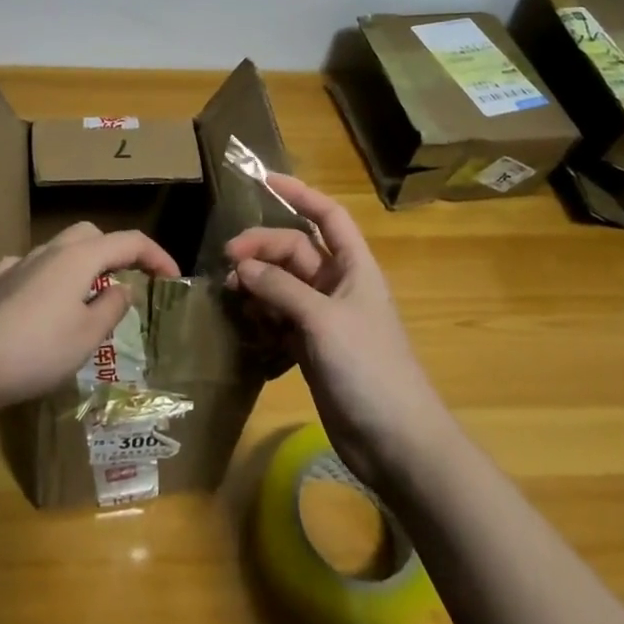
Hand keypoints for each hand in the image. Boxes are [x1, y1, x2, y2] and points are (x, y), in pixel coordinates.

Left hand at [0, 223, 179, 410]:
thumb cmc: (40, 350)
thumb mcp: (89, 335)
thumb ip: (112, 306)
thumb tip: (122, 288)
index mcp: (80, 257)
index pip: (129, 242)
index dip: (156, 256)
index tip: (173, 278)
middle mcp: (50, 251)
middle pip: (91, 234)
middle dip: (116, 251)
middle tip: (131, 280)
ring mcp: (20, 264)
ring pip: (59, 247)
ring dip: (82, 262)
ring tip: (90, 294)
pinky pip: (29, 265)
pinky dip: (45, 274)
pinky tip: (42, 295)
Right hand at [224, 175, 447, 489]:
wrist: (396, 443)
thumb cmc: (369, 369)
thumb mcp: (323, 320)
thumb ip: (281, 288)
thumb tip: (244, 267)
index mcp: (354, 268)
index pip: (327, 217)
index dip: (299, 194)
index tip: (263, 180)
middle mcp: (338, 286)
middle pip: (295, 251)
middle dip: (262, 249)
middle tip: (228, 260)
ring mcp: (324, 319)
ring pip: (283, 285)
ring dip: (257, 284)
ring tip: (231, 293)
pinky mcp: (311, 349)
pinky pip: (279, 319)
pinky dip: (261, 317)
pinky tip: (243, 324)